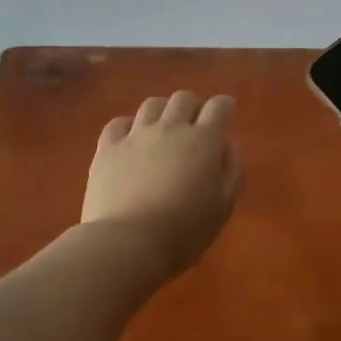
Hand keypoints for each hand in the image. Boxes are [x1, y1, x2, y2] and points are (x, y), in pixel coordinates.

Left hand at [81, 90, 242, 277]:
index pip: (220, 106)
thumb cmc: (185, 230)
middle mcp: (170, 128)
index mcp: (203, 141)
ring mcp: (136, 135)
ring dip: (162, 112)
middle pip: (184, 98)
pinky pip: (118, 123)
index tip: (226, 117)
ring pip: (152, 104)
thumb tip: (231, 144)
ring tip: (162, 130)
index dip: (225, 108)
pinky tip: (130, 140)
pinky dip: (128, 126)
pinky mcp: (108, 148)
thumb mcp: (224, 206)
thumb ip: (233, 170)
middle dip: (193, 107)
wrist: (129, 242)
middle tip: (194, 127)